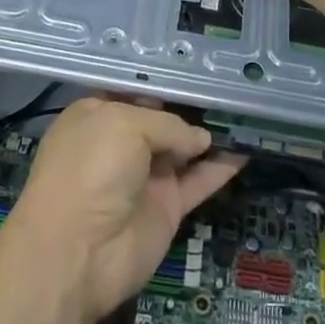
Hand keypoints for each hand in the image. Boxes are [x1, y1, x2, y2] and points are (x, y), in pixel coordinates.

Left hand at [3, 99, 242, 323]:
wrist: (77, 254)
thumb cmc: (90, 170)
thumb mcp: (125, 126)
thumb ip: (168, 125)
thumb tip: (200, 139)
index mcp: (97, 115)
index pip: (135, 91)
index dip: (164, 81)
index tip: (198, 69)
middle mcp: (121, 143)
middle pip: (163, 118)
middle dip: (193, 104)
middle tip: (230, 86)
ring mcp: (145, 177)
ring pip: (185, 149)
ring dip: (212, 135)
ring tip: (246, 113)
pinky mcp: (166, 208)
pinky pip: (199, 181)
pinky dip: (222, 168)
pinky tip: (247, 150)